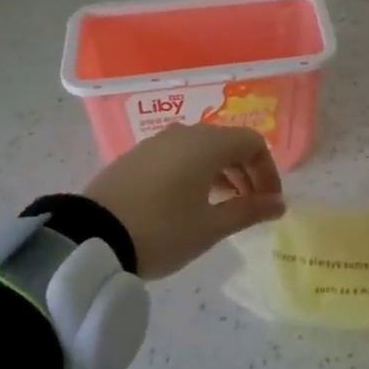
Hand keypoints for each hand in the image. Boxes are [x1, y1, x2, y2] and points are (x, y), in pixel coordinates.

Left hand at [83, 124, 285, 278]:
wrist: (90, 236)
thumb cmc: (162, 230)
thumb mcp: (210, 227)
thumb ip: (248, 211)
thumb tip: (278, 204)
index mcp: (208, 143)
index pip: (253, 143)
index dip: (268, 171)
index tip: (269, 203)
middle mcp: (185, 132)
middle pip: (228, 143)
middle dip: (246, 172)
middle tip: (251, 207)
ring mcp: (157, 142)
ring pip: (201, 149)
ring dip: (220, 173)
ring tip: (222, 207)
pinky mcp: (136, 155)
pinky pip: (178, 155)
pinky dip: (194, 172)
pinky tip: (189, 202)